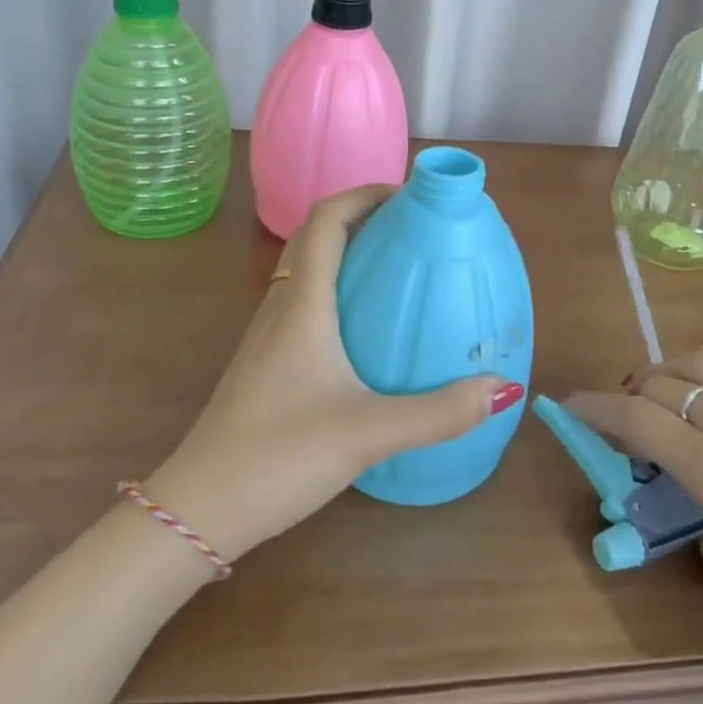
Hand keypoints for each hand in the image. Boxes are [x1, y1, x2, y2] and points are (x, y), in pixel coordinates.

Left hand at [142, 186, 523, 562]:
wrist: (199, 509)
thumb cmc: (280, 455)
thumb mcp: (369, 432)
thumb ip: (439, 412)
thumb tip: (503, 387)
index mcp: (302, 305)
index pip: (326, 220)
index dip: (364, 194)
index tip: (408, 196)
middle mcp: (280, 308)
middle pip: (314, 238)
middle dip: (361, 220)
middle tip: (411, 230)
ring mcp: (266, 337)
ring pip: (305, 272)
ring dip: (345, 255)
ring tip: (394, 271)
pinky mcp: (264, 364)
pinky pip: (301, 305)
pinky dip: (334, 293)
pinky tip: (363, 331)